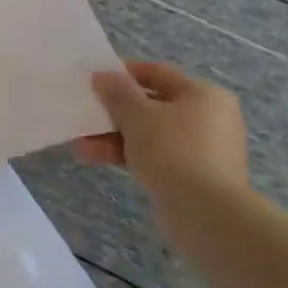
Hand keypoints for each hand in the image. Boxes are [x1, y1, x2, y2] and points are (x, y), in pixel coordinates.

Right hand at [73, 60, 248, 213]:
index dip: (122, 73)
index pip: (156, 73)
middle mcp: (207, 117)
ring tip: (80, 144)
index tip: (92, 80)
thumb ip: (117, 92)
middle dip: (112, 111)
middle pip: (150, 105)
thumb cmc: (173, 151)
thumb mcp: (137, 115)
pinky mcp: (191, 175)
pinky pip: (153, 155)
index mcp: (203, 95)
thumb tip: (103, 75)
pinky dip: (126, 154)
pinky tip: (94, 158)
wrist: (206, 214)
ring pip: (148, 133)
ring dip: (112, 136)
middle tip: (83, 114)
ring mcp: (201, 149)